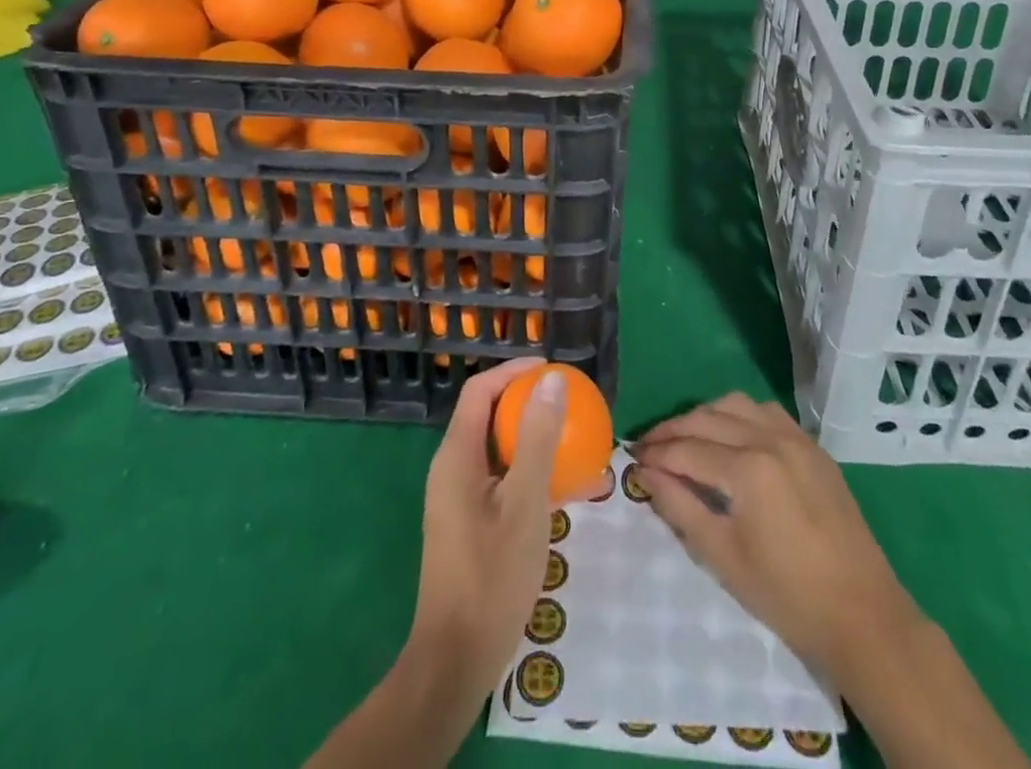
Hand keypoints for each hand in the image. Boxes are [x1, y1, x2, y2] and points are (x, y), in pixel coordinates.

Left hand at [407, 359, 567, 691]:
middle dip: (528, 403)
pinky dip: (532, 474)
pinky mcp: (471, 524)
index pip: (480, 390)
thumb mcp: (526, 502)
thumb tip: (553, 380)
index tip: (552, 370)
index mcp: (457, 456)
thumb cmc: (492, 576)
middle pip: (489, 416)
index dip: (514, 371)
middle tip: (570, 403)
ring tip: (577, 441)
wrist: (456, 661)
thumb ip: (540, 438)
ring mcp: (460, 499)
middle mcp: (453, 469)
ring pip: (499, 450)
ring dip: (535, 440)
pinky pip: (502, 481)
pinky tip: (568, 490)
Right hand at [630, 393, 919, 683]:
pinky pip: (766, 411)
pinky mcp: (812, 446)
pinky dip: (738, 415)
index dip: (655, 453)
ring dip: (704, 416)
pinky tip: (729, 436)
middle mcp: (770, 438)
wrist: (862, 614)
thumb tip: (645, 473)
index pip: (687, 449)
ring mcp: (795, 437)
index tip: (631, 458)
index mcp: (748, 468)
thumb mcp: (722, 556)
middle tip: (648, 446)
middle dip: (672, 430)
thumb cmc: (787, 595)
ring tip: (685, 438)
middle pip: (706, 418)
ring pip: (735, 404)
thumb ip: (680, 507)